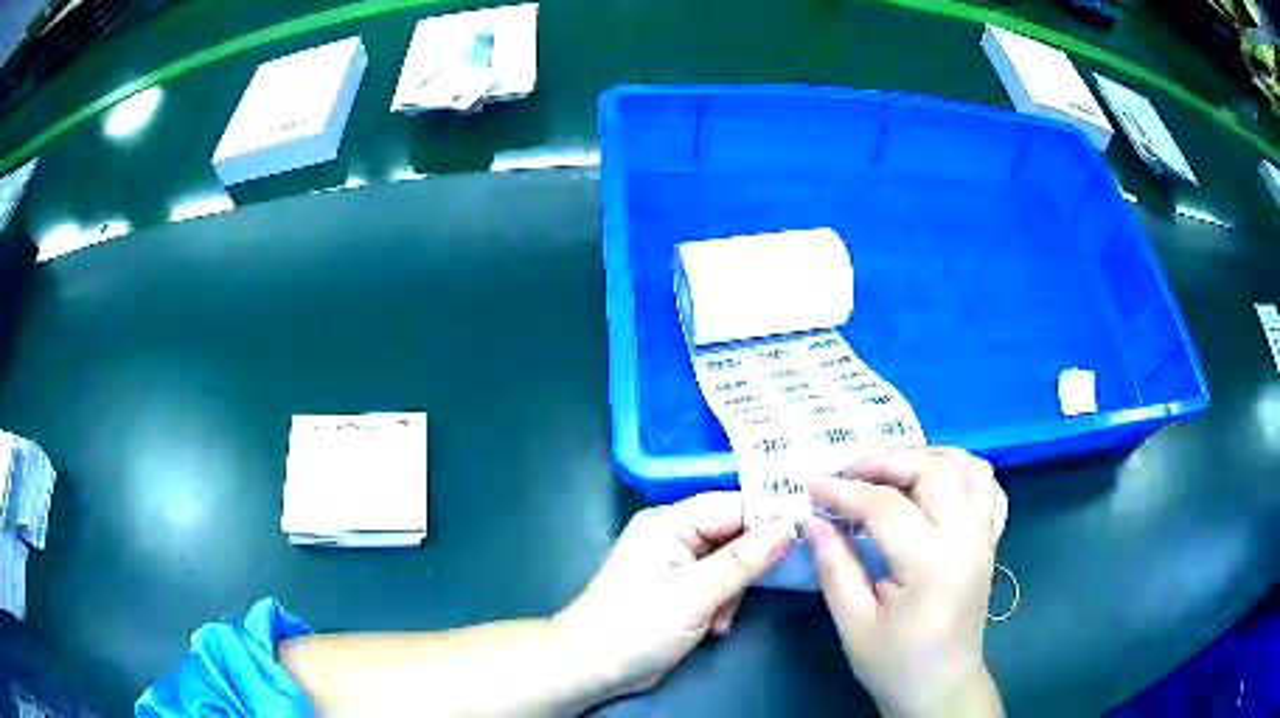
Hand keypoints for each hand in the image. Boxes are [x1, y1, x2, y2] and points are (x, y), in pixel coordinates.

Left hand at [552, 492, 795, 697]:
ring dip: (735, 593)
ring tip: (720, 619)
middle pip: (735, 534)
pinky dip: (723, 605)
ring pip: (732, 564)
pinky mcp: (681, 591)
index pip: (732, 505)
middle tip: (755, 591)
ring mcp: (677, 565)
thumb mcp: (695, 593)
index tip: (807, 531)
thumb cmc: (637, 625)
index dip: (770, 516)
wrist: (593, 669)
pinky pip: (720, 586)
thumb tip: (791, 523)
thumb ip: (745, 560)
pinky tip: (715, 627)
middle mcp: (674, 536)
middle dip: (748, 567)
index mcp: (669, 522)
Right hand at [806, 447, 1007, 717]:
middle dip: (887, 461)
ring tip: (892, 472)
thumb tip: (816, 521)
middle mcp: (967, 538)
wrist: (942, 686)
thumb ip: (835, 568)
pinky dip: (962, 472)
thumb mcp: (853, 624)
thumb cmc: (895, 663)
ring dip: (927, 457)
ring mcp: (985, 536)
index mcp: (931, 564)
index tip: (813, 487)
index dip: (844, 491)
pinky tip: (935, 486)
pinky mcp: (991, 540)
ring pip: (968, 466)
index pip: (886, 507)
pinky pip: (988, 487)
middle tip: (849, 474)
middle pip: (934, 469)